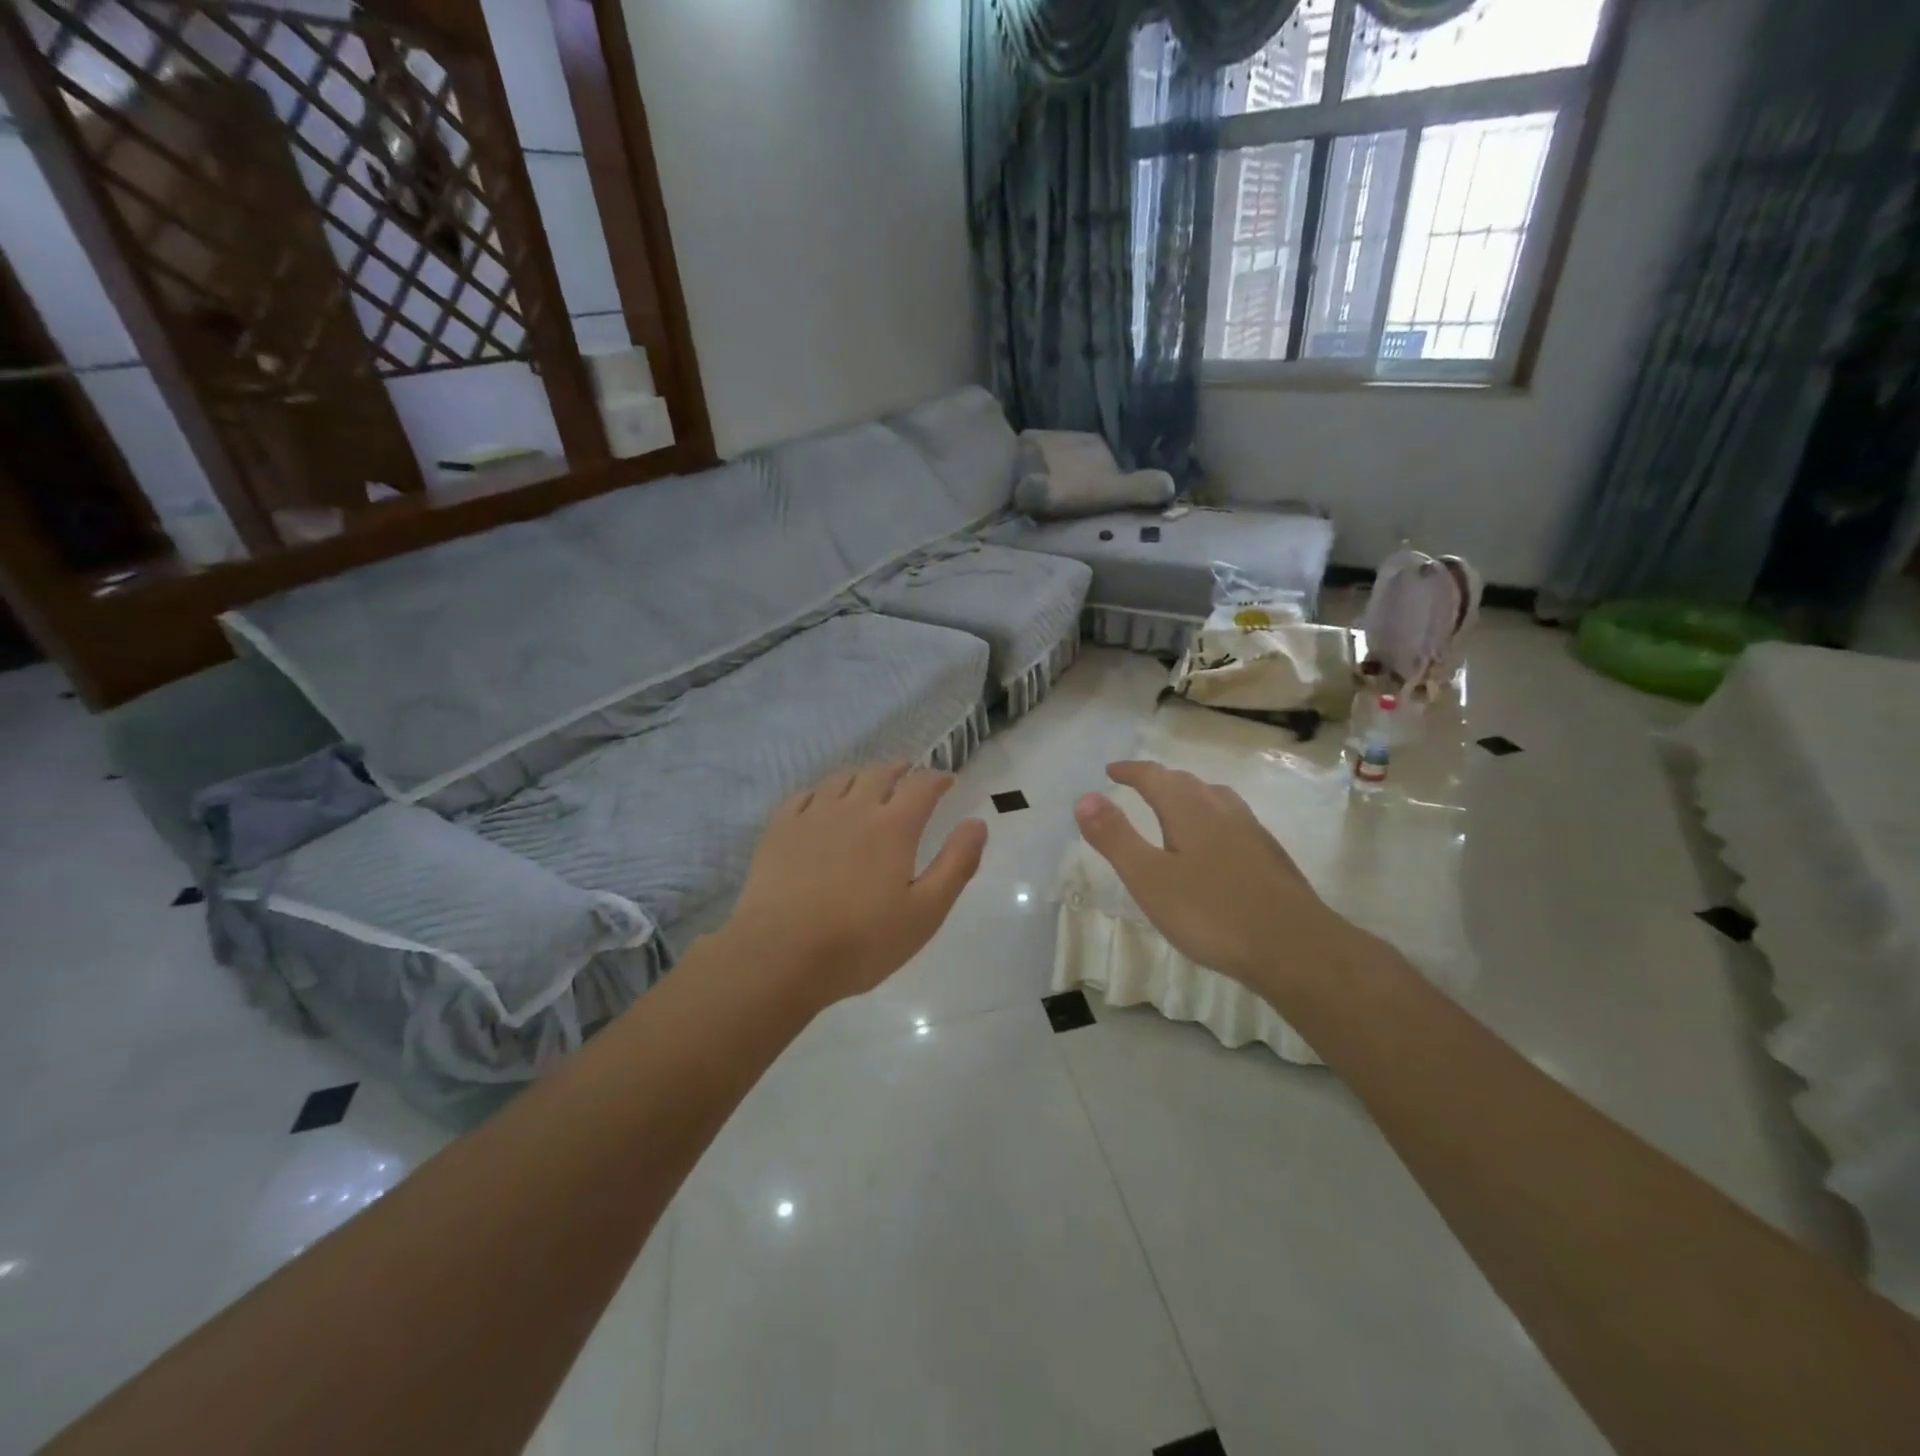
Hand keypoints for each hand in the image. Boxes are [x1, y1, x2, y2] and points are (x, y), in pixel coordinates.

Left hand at [725, 762, 987, 1008]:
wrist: (779, 956)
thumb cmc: (861, 941)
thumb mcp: (926, 912)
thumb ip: (956, 864)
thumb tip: (977, 823)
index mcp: (894, 827)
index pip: (922, 786)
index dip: (938, 778)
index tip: (948, 780)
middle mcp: (854, 809)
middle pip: (880, 773)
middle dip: (901, 770)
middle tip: (910, 775)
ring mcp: (812, 816)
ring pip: (841, 779)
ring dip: (862, 775)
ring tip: (868, 783)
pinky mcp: (779, 830)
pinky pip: (803, 795)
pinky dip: (821, 791)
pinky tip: (821, 802)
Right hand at [1074, 760, 1364, 996]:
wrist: (1295, 948)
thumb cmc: (1212, 913)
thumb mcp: (1149, 878)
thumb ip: (1115, 837)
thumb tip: (1085, 797)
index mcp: (1189, 809)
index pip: (1154, 777)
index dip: (1130, 771)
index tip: (1111, 770)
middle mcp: (1222, 809)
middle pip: (1186, 782)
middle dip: (1158, 780)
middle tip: (1138, 786)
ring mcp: (1252, 831)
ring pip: (1214, 798)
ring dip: (1189, 795)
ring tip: (1175, 806)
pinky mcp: (1270, 855)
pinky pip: (1233, 820)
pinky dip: (1211, 817)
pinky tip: (1215, 845)